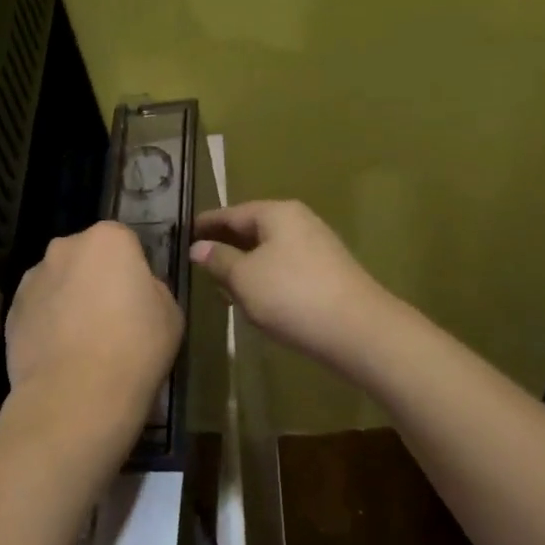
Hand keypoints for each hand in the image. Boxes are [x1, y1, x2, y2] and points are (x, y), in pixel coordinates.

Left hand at [2, 221, 182, 473]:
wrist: (76, 397)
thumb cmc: (135, 348)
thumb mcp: (170, 313)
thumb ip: (152, 289)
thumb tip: (136, 291)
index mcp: (108, 238)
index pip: (124, 242)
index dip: (133, 270)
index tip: (138, 300)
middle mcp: (65, 247)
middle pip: (86, 257)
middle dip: (96, 278)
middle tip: (111, 318)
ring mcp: (33, 278)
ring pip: (59, 282)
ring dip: (69, 299)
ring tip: (82, 342)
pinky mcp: (11, 311)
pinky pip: (38, 310)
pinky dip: (48, 324)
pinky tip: (61, 356)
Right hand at [191, 199, 402, 375]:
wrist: (358, 330)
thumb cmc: (292, 295)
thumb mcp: (245, 278)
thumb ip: (219, 260)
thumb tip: (199, 247)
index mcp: (277, 213)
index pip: (232, 213)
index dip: (207, 223)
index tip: (185, 232)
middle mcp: (299, 222)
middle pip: (253, 229)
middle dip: (226, 245)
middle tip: (199, 261)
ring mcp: (317, 247)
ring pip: (269, 250)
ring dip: (245, 265)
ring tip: (221, 285)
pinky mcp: (327, 273)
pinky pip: (285, 268)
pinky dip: (265, 278)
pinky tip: (255, 299)